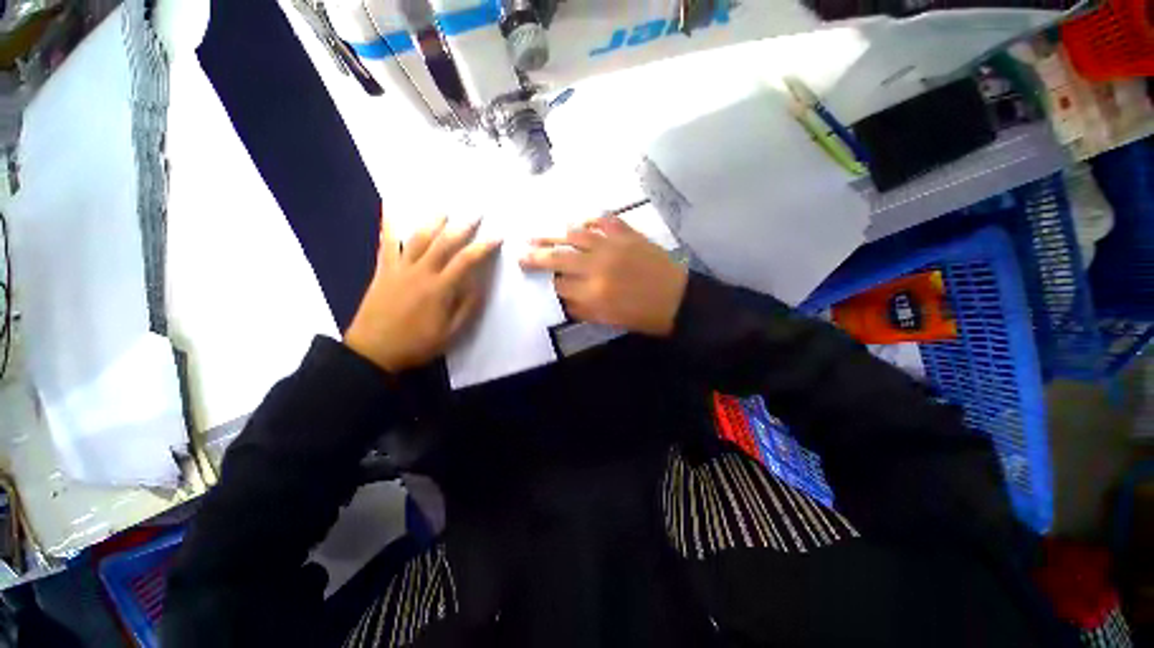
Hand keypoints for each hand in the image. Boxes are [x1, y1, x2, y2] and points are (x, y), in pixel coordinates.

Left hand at [345, 213, 500, 372]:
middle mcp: (420, 272)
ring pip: (418, 238)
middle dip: (462, 226)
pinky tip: (389, 207)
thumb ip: (466, 308)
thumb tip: (480, 285)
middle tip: (476, 213)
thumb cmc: (416, 344)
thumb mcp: (450, 333)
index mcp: (439, 289)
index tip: (497, 236)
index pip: (465, 261)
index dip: (483, 247)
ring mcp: (399, 268)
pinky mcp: (383, 270)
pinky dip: (387, 224)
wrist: (373, 351)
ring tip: (445, 209)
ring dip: (433, 221)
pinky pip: (385, 243)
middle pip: (443, 243)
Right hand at [520, 214, 687, 336]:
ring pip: (576, 234)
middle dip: (536, 256)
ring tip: (538, 233)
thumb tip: (564, 297)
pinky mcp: (629, 234)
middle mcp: (598, 265)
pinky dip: (591, 219)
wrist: (679, 299)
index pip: (559, 285)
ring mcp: (613, 245)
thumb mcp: (610, 320)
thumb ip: (583, 308)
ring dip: (554, 234)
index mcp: (594, 292)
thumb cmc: (644, 316)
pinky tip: (580, 220)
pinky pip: (605, 220)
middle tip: (521, 252)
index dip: (545, 282)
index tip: (535, 278)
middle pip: (559, 257)